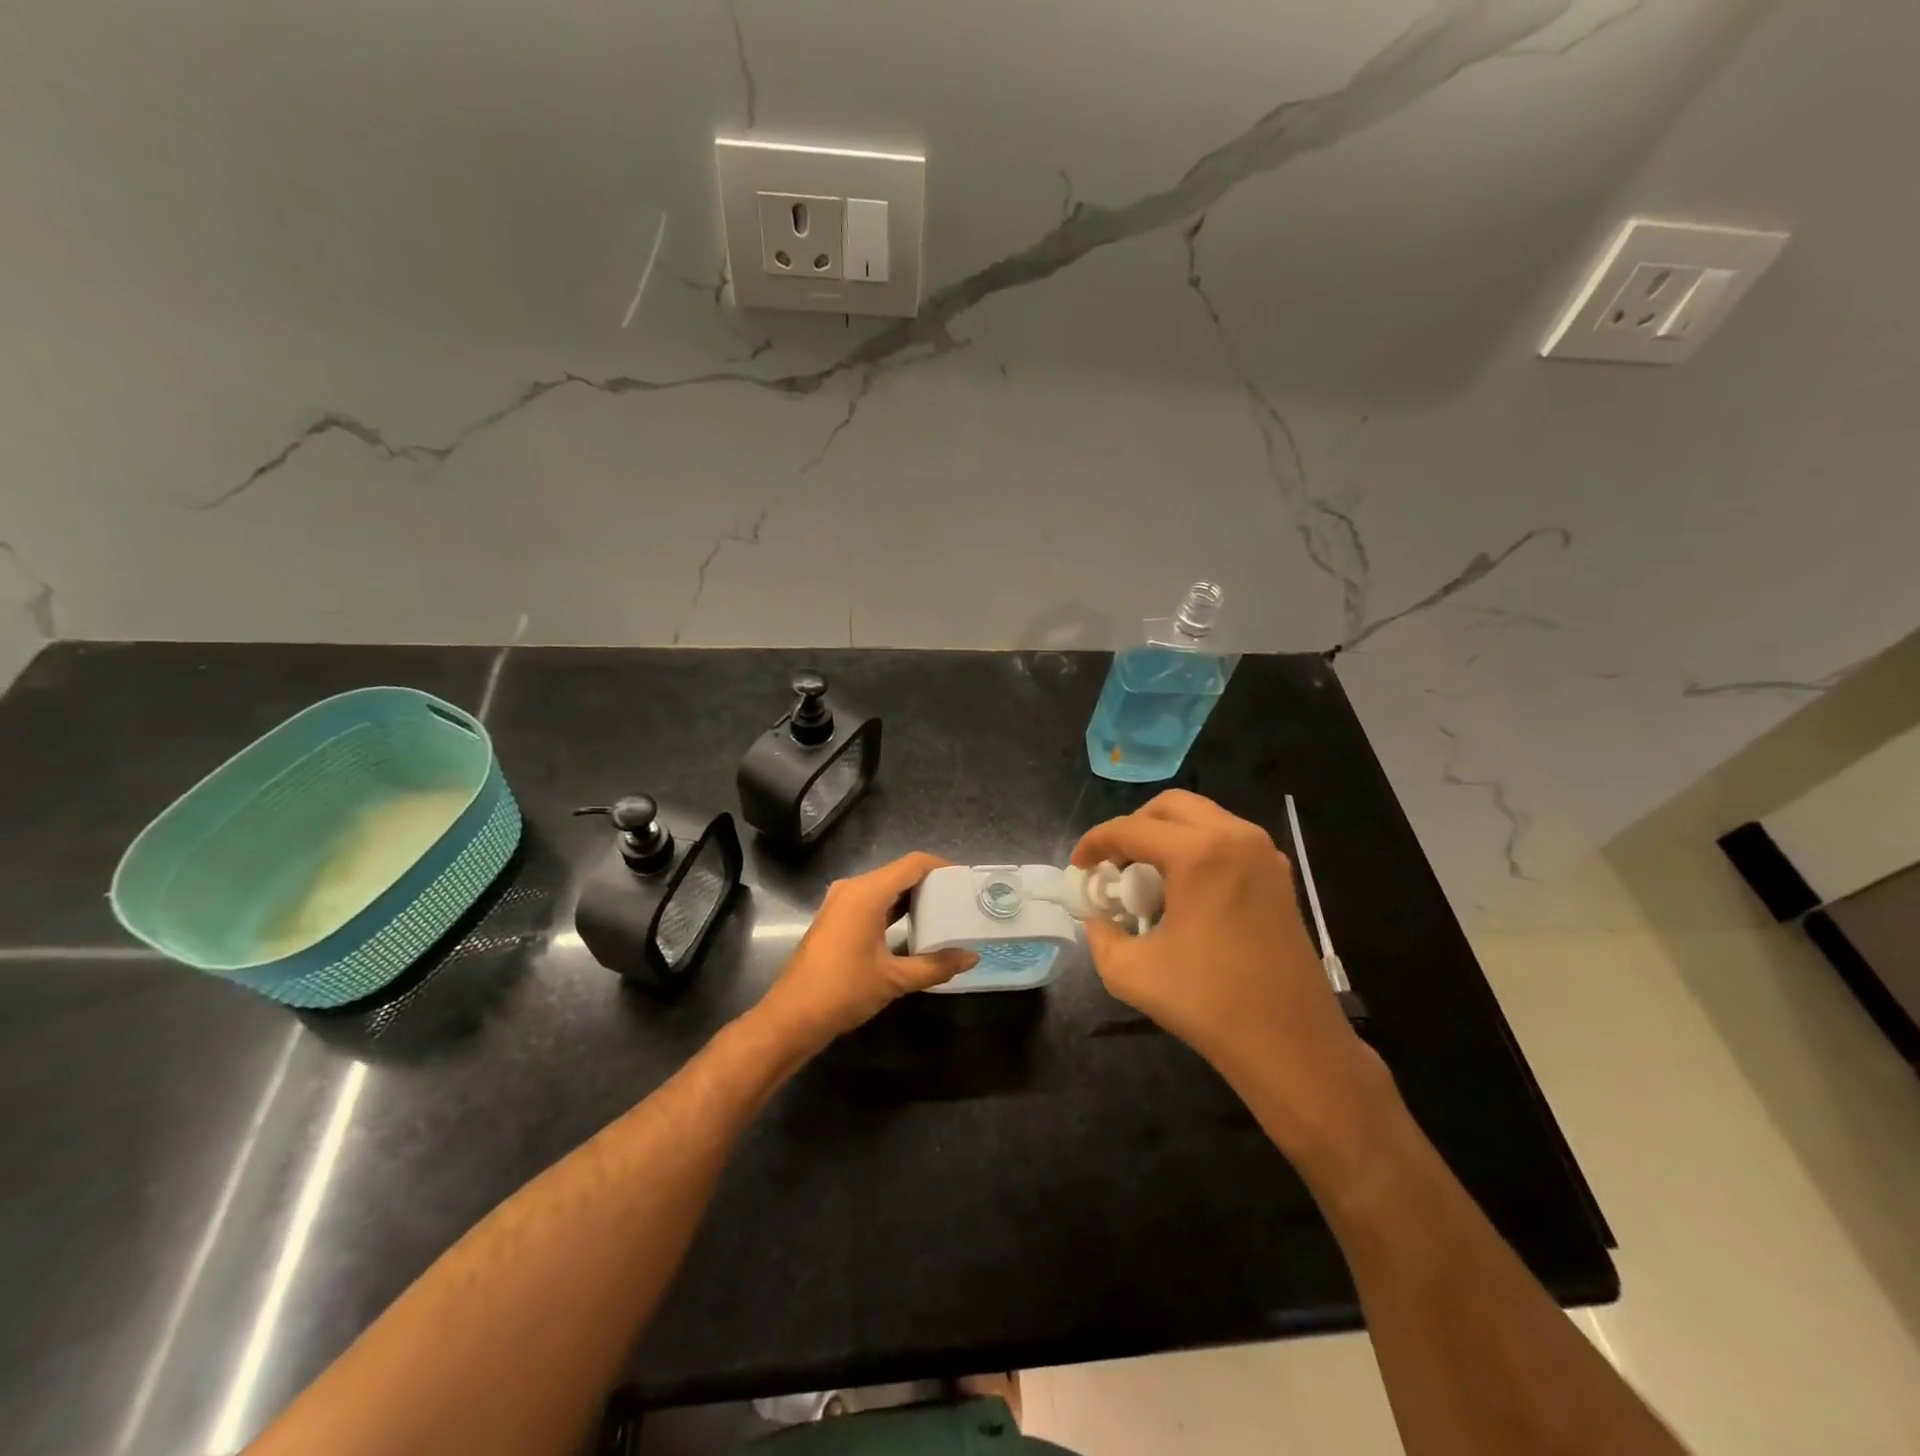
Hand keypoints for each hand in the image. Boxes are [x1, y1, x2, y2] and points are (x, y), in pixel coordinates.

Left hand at [757, 852, 977, 1053]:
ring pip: (884, 887)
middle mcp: (852, 888)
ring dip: (912, 896)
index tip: (966, 880)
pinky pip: (872, 900)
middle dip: (930, 882)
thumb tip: (972, 957)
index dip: (942, 866)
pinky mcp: (836, 917)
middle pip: (899, 872)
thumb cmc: (844, 991)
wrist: (792, 1016)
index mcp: (867, 893)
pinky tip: (914, 925)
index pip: (913, 864)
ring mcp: (840, 902)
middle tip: (960, 898)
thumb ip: (936, 965)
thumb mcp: (894, 979)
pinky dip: (894, 907)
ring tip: (944, 911)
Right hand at [1073, 791, 1372, 1122]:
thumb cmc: (1209, 1003)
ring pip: (1202, 818)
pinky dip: (1197, 848)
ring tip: (1146, 877)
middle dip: (1133, 827)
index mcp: (1199, 854)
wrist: (1292, 1044)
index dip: (1095, 842)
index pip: (1131, 829)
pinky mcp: (1279, 876)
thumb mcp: (1130, 972)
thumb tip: (1098, 918)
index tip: (1078, 866)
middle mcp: (1235, 838)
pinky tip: (1185, 890)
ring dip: (1166, 835)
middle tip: (1113, 863)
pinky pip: (1227, 840)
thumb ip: (1100, 936)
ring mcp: (1264, 854)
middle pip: (1170, 807)